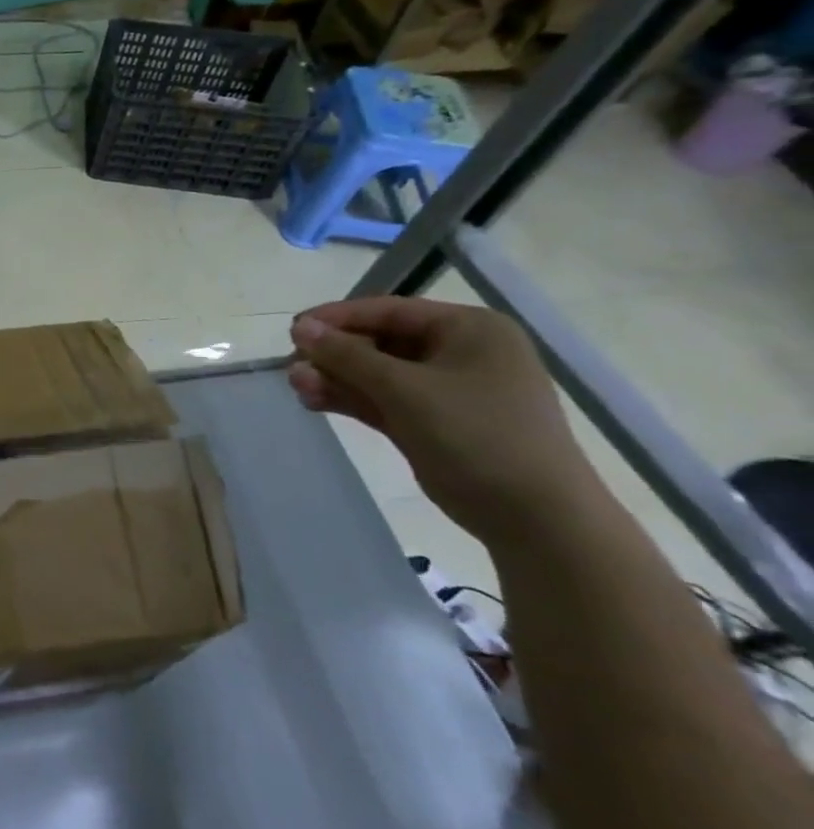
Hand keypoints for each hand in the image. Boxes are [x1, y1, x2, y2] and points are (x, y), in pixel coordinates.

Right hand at [287, 298, 604, 546]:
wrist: (535, 518)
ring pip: (377, 374)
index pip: (389, 310)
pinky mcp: (434, 422)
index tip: (293, 330)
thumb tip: (299, 327)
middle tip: (292, 367)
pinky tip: (314, 401)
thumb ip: (348, 356)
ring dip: (336, 378)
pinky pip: (383, 400)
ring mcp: (447, 390)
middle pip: (379, 341)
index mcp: (469, 329)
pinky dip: (351, 399)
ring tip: (298, 387)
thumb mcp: (406, 390)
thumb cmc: (478, 436)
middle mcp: (460, 352)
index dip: (337, 318)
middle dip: (334, 355)